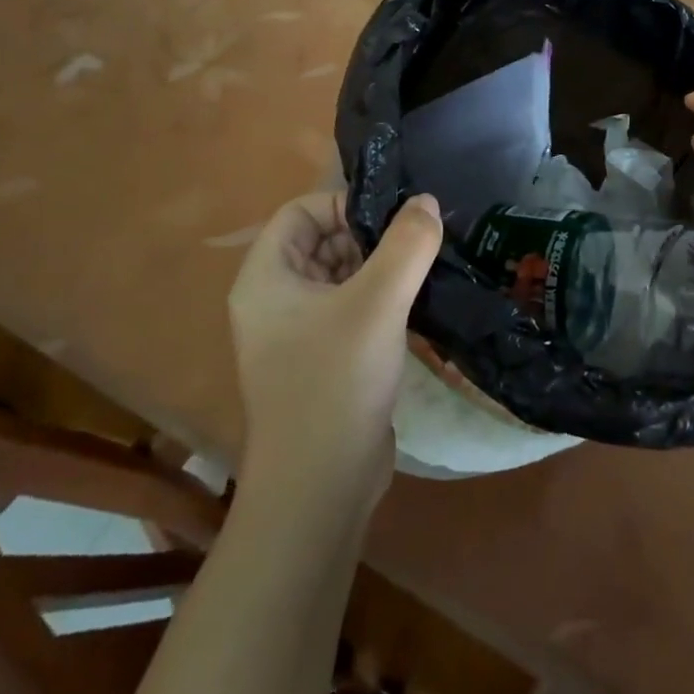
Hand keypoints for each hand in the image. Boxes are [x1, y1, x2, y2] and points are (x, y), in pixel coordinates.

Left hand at [228, 190, 441, 510]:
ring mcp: (297, 333)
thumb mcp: (378, 301)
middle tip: (417, 241)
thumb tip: (427, 202)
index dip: (344, 204)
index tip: (392, 218)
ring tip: (425, 266)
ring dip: (380, 267)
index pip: (300, 212)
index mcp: (266, 278)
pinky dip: (381, 298)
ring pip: (341, 275)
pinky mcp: (323, 359)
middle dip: (369, 235)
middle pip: (322, 240)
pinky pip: (351, 308)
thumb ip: (407, 244)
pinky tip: (417, 302)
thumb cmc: (336, 382)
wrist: (319, 491)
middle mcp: (274, 300)